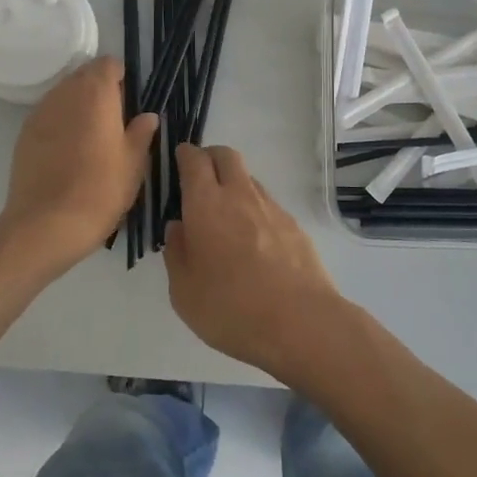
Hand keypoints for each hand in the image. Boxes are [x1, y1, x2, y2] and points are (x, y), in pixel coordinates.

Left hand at [0, 58, 158, 278]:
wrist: (45, 226)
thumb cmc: (100, 190)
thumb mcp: (134, 163)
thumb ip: (142, 133)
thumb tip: (147, 116)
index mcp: (96, 93)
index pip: (108, 64)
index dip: (121, 79)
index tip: (129, 104)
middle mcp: (65, 93)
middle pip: (84, 76)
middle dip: (99, 92)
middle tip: (114, 124)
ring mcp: (40, 113)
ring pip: (64, 96)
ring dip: (79, 107)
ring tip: (91, 140)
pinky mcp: (24, 134)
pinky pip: (48, 116)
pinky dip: (60, 125)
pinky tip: (68, 154)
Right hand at [163, 143, 348, 380]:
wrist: (299, 321)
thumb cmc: (230, 308)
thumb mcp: (184, 291)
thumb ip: (176, 252)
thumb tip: (178, 227)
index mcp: (206, 204)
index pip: (195, 161)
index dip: (185, 154)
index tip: (179, 158)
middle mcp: (240, 195)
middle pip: (226, 156)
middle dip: (210, 157)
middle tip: (199, 177)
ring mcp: (271, 208)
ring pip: (248, 178)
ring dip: (233, 183)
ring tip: (225, 213)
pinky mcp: (293, 225)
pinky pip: (267, 204)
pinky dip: (254, 208)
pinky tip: (252, 239)